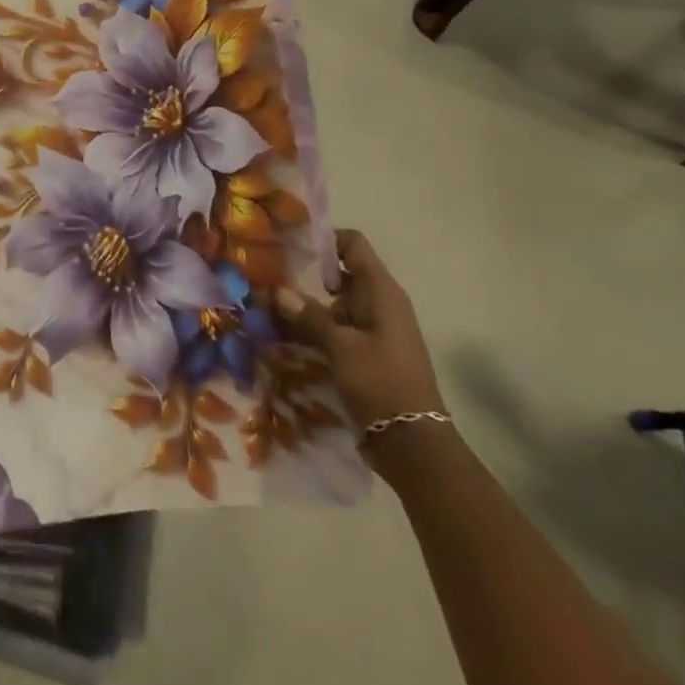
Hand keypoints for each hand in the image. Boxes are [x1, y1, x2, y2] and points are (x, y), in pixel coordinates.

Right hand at [276, 229, 444, 437]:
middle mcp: (381, 303)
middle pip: (341, 272)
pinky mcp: (369, 352)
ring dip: (308, 303)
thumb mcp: (340, 346)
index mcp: (382, 292)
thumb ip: (308, 315)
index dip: (324, 239)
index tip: (290, 244)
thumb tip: (277, 289)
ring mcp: (376, 329)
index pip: (353, 244)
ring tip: (270, 304)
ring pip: (337, 302)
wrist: (414, 445)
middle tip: (270, 273)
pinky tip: (288, 333)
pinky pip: (339, 327)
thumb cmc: (381, 383)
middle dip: (307, 273)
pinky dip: (317, 326)